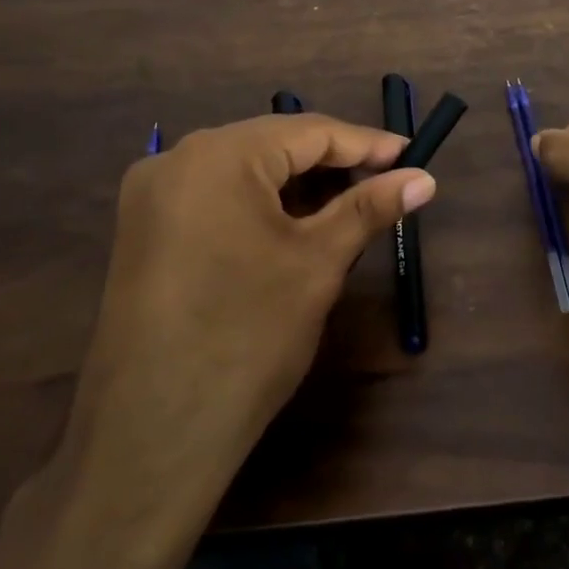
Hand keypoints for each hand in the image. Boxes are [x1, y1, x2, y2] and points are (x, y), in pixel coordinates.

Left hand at [26, 114, 434, 568]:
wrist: (153, 437)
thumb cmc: (248, 337)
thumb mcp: (318, 263)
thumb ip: (370, 207)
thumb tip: (425, 179)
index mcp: (217, 155)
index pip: (308, 131)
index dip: (366, 143)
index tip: (411, 156)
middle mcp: (175, 159)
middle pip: (273, 145)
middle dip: (332, 163)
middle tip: (386, 183)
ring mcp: (151, 196)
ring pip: (243, 170)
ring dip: (297, 184)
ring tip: (349, 204)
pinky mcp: (144, 231)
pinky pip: (215, 196)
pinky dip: (260, 203)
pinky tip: (294, 225)